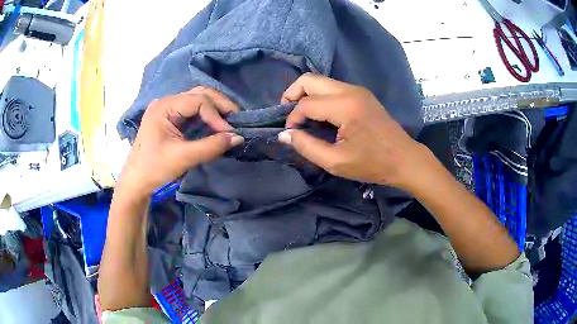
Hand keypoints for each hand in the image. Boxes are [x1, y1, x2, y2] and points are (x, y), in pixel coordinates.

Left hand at [118, 87, 243, 195]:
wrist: (136, 182)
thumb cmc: (154, 168)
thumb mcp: (183, 158)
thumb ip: (211, 146)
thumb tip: (238, 137)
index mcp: (164, 106)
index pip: (199, 100)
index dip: (216, 114)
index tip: (229, 133)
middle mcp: (167, 102)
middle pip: (200, 94)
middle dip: (220, 105)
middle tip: (237, 119)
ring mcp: (168, 109)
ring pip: (198, 100)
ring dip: (215, 109)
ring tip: (230, 120)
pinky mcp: (171, 119)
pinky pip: (193, 111)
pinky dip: (207, 116)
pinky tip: (216, 124)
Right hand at [279, 74, 425, 190]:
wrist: (405, 159)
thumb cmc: (373, 164)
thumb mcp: (336, 162)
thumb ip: (307, 146)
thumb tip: (284, 134)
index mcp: (345, 106)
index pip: (306, 103)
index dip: (292, 118)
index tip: (291, 134)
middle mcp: (350, 90)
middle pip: (310, 80)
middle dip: (292, 94)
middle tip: (287, 115)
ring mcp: (357, 90)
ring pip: (321, 82)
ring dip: (306, 95)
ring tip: (302, 117)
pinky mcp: (361, 95)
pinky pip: (332, 88)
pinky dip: (319, 98)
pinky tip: (320, 116)